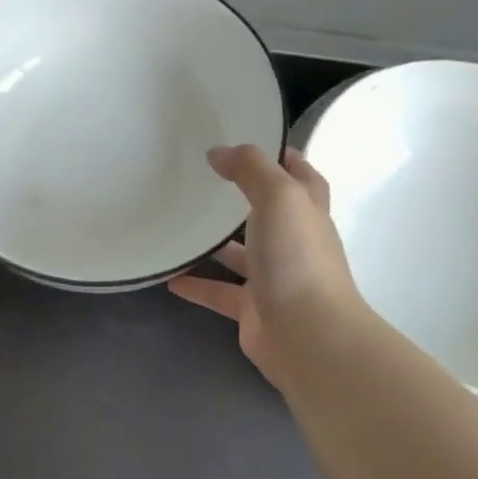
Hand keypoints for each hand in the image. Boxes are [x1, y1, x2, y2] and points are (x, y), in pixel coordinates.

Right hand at [169, 145, 365, 387]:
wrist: (307, 336)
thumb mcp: (279, 197)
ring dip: (216, 243)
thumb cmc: (297, 258)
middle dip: (244, 197)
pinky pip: (219, 292)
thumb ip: (251, 168)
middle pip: (270, 214)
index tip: (249, 142)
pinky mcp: (252, 310)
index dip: (283, 158)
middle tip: (204, 180)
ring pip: (242, 255)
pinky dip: (197, 285)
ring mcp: (274, 279)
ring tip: (180, 224)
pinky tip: (169, 277)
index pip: (302, 177)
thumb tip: (219, 152)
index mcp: (307, 213)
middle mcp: (294, 243)